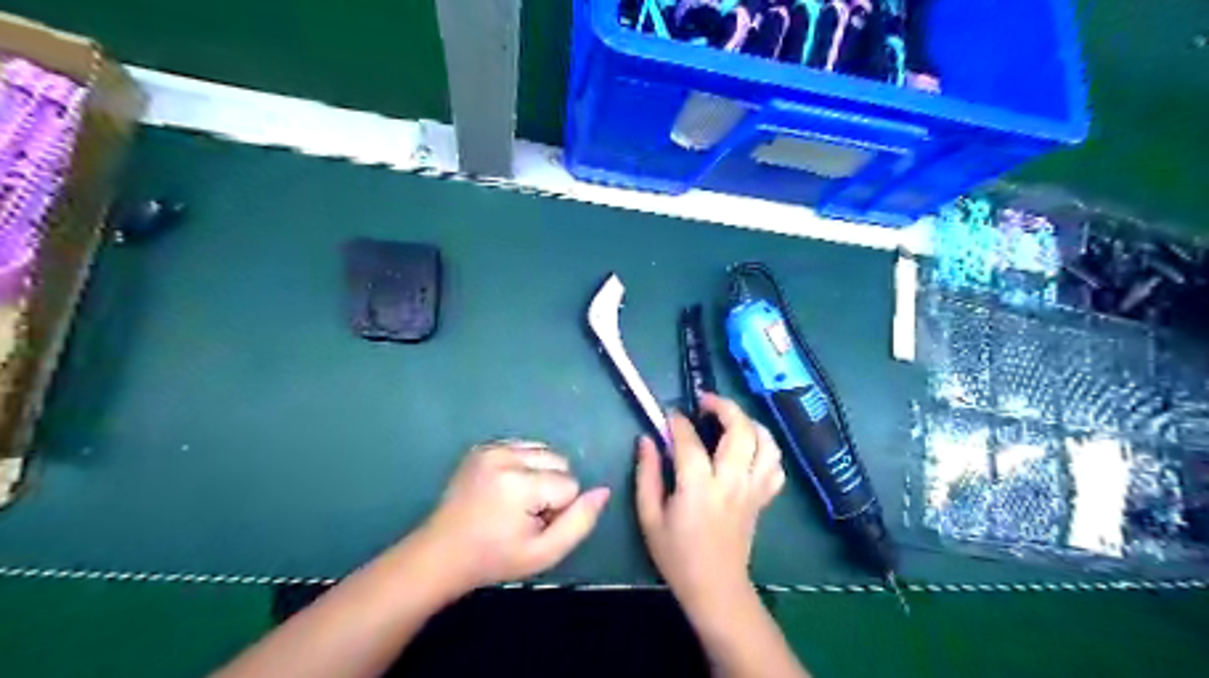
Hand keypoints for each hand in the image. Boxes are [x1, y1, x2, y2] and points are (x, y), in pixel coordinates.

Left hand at [422, 439, 614, 592]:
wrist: (442, 553)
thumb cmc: (495, 559)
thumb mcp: (544, 553)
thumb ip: (580, 522)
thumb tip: (604, 490)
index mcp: (519, 484)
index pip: (570, 484)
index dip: (559, 509)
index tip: (533, 526)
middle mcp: (505, 456)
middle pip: (559, 460)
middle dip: (552, 486)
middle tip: (525, 514)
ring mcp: (490, 448)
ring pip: (543, 451)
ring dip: (539, 473)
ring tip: (514, 501)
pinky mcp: (482, 447)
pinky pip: (523, 447)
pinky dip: (524, 465)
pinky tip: (505, 488)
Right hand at [637, 399, 788, 613]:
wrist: (715, 588)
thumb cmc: (677, 555)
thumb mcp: (649, 517)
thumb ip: (647, 475)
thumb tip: (646, 440)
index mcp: (699, 488)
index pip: (689, 441)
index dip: (677, 422)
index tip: (668, 414)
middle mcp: (732, 482)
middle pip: (740, 430)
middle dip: (723, 406)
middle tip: (705, 402)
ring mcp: (753, 489)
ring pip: (766, 442)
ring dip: (749, 422)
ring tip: (730, 419)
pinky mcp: (763, 498)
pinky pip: (775, 465)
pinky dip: (766, 448)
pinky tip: (750, 447)